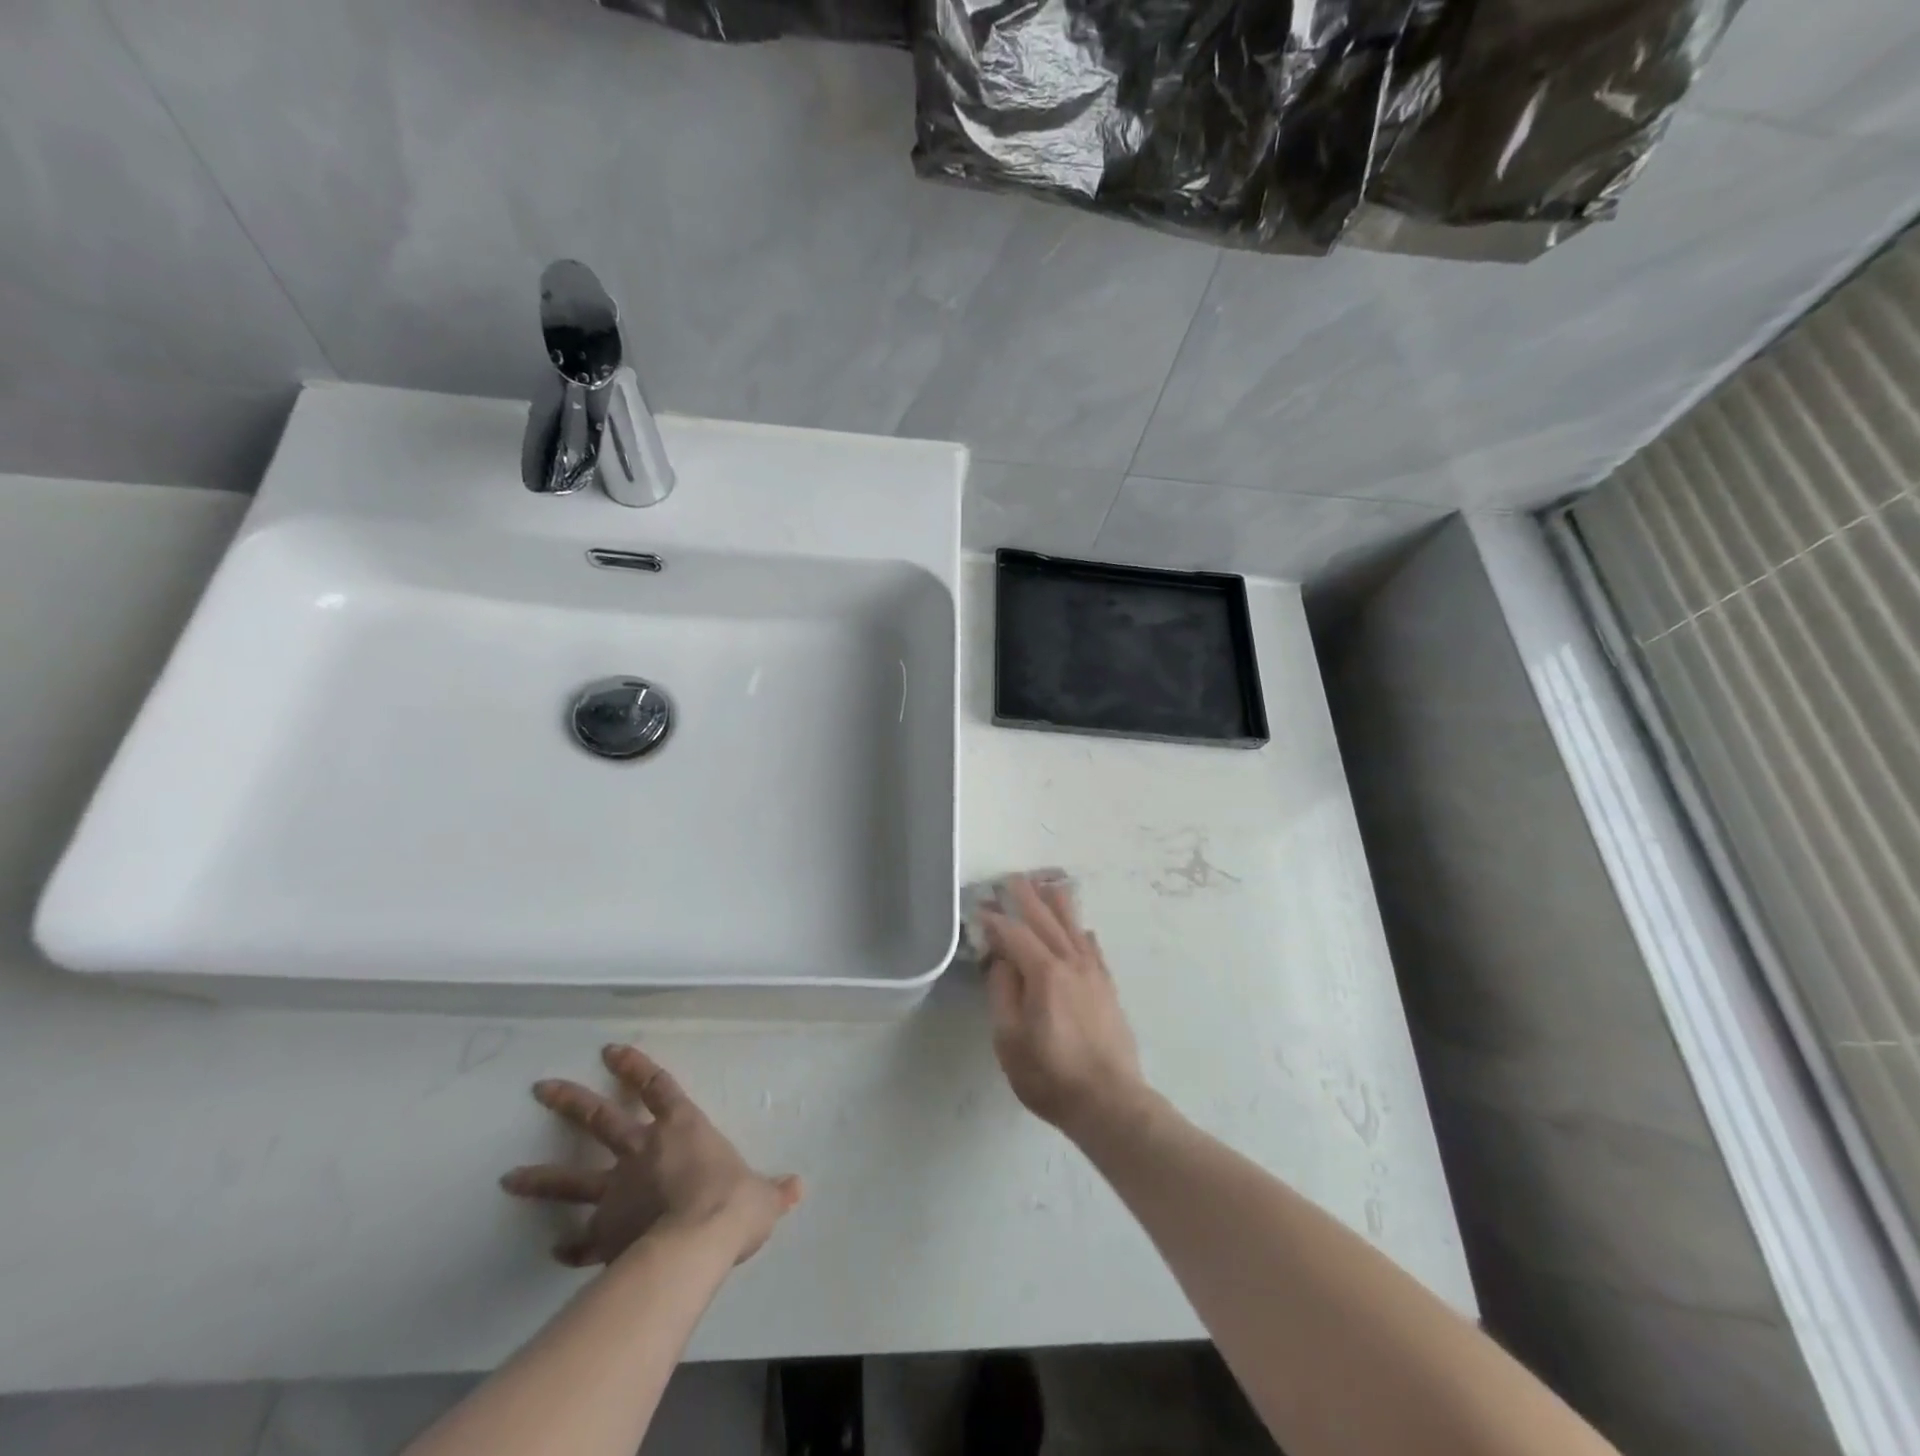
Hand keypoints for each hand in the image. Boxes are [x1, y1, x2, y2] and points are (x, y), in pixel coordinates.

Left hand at [501, 1044, 802, 1268]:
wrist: (695, 1245)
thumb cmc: (732, 1204)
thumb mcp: (762, 1197)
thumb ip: (774, 1191)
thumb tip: (797, 1187)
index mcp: (683, 1128)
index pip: (656, 1086)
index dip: (634, 1065)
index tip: (609, 1050)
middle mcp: (644, 1151)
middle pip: (601, 1119)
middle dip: (570, 1102)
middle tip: (540, 1088)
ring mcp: (618, 1191)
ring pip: (572, 1179)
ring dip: (541, 1177)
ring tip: (508, 1177)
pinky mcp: (604, 1233)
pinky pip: (581, 1239)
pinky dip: (569, 1245)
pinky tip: (554, 1249)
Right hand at [980, 875, 1147, 1138]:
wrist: (1109, 1101)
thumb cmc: (1050, 1075)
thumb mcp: (1010, 1040)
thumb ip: (1003, 994)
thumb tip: (1002, 961)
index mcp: (1044, 974)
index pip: (1015, 934)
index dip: (996, 920)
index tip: (980, 907)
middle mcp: (1070, 963)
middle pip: (1046, 921)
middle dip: (1027, 898)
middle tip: (1012, 878)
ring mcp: (1093, 974)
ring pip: (1073, 928)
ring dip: (1058, 904)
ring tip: (1048, 883)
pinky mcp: (1107, 988)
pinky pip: (1093, 949)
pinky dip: (1083, 933)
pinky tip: (1081, 928)